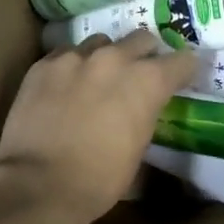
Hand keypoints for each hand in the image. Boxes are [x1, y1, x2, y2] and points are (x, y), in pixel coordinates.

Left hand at [0, 30, 197, 223]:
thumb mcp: (138, 151)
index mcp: (148, 81)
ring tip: (98, 80)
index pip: (183, 60)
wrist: (38, 185)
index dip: (185, 70)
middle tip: (139, 76)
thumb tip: (142, 114)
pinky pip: (66, 54)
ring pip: (101, 42)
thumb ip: (146, 118)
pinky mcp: (43, 65)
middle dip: (146, 55)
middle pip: (142, 38)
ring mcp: (75, 57)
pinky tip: (66, 88)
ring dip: (106, 58)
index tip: (183, 78)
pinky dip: (73, 67)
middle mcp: (115, 58)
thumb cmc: (99, 180)